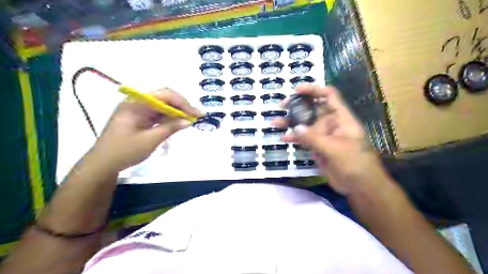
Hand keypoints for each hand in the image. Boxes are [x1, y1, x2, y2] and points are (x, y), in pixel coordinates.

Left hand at [90, 89, 202, 172]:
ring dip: (177, 112)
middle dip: (182, 106)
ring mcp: (138, 110)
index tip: (196, 113)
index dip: (183, 102)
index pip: (164, 95)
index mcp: (136, 104)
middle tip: (196, 115)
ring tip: (191, 119)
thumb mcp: (150, 140)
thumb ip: (170, 128)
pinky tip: (179, 123)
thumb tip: (188, 121)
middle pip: (164, 98)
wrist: (103, 164)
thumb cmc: (125, 151)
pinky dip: (169, 118)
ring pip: (162, 106)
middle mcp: (137, 103)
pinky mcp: (140, 118)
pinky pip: (158, 114)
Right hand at [271, 85, 384, 193]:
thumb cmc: (355, 163)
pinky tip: (283, 138)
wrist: (360, 185)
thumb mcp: (335, 149)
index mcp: (340, 118)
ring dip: (291, 122)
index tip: (297, 90)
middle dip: (297, 105)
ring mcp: (323, 136)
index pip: (329, 96)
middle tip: (282, 105)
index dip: (314, 90)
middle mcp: (330, 124)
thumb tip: (295, 128)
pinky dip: (294, 138)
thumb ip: (314, 138)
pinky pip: (303, 139)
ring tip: (275, 122)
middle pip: (312, 108)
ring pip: (305, 124)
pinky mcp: (317, 147)